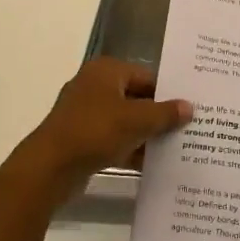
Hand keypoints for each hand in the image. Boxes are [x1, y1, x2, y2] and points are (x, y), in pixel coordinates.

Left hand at [5, 58, 191, 201]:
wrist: (49, 168)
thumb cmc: (95, 132)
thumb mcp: (137, 120)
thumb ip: (165, 113)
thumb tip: (189, 107)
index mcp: (106, 71)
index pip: (147, 76)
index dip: (169, 92)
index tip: (191, 108)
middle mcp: (95, 86)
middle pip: (137, 98)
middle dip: (159, 115)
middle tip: (188, 128)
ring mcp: (85, 114)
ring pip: (125, 121)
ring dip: (146, 134)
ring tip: (176, 148)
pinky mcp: (81, 139)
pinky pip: (113, 139)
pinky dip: (130, 148)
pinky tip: (152, 164)